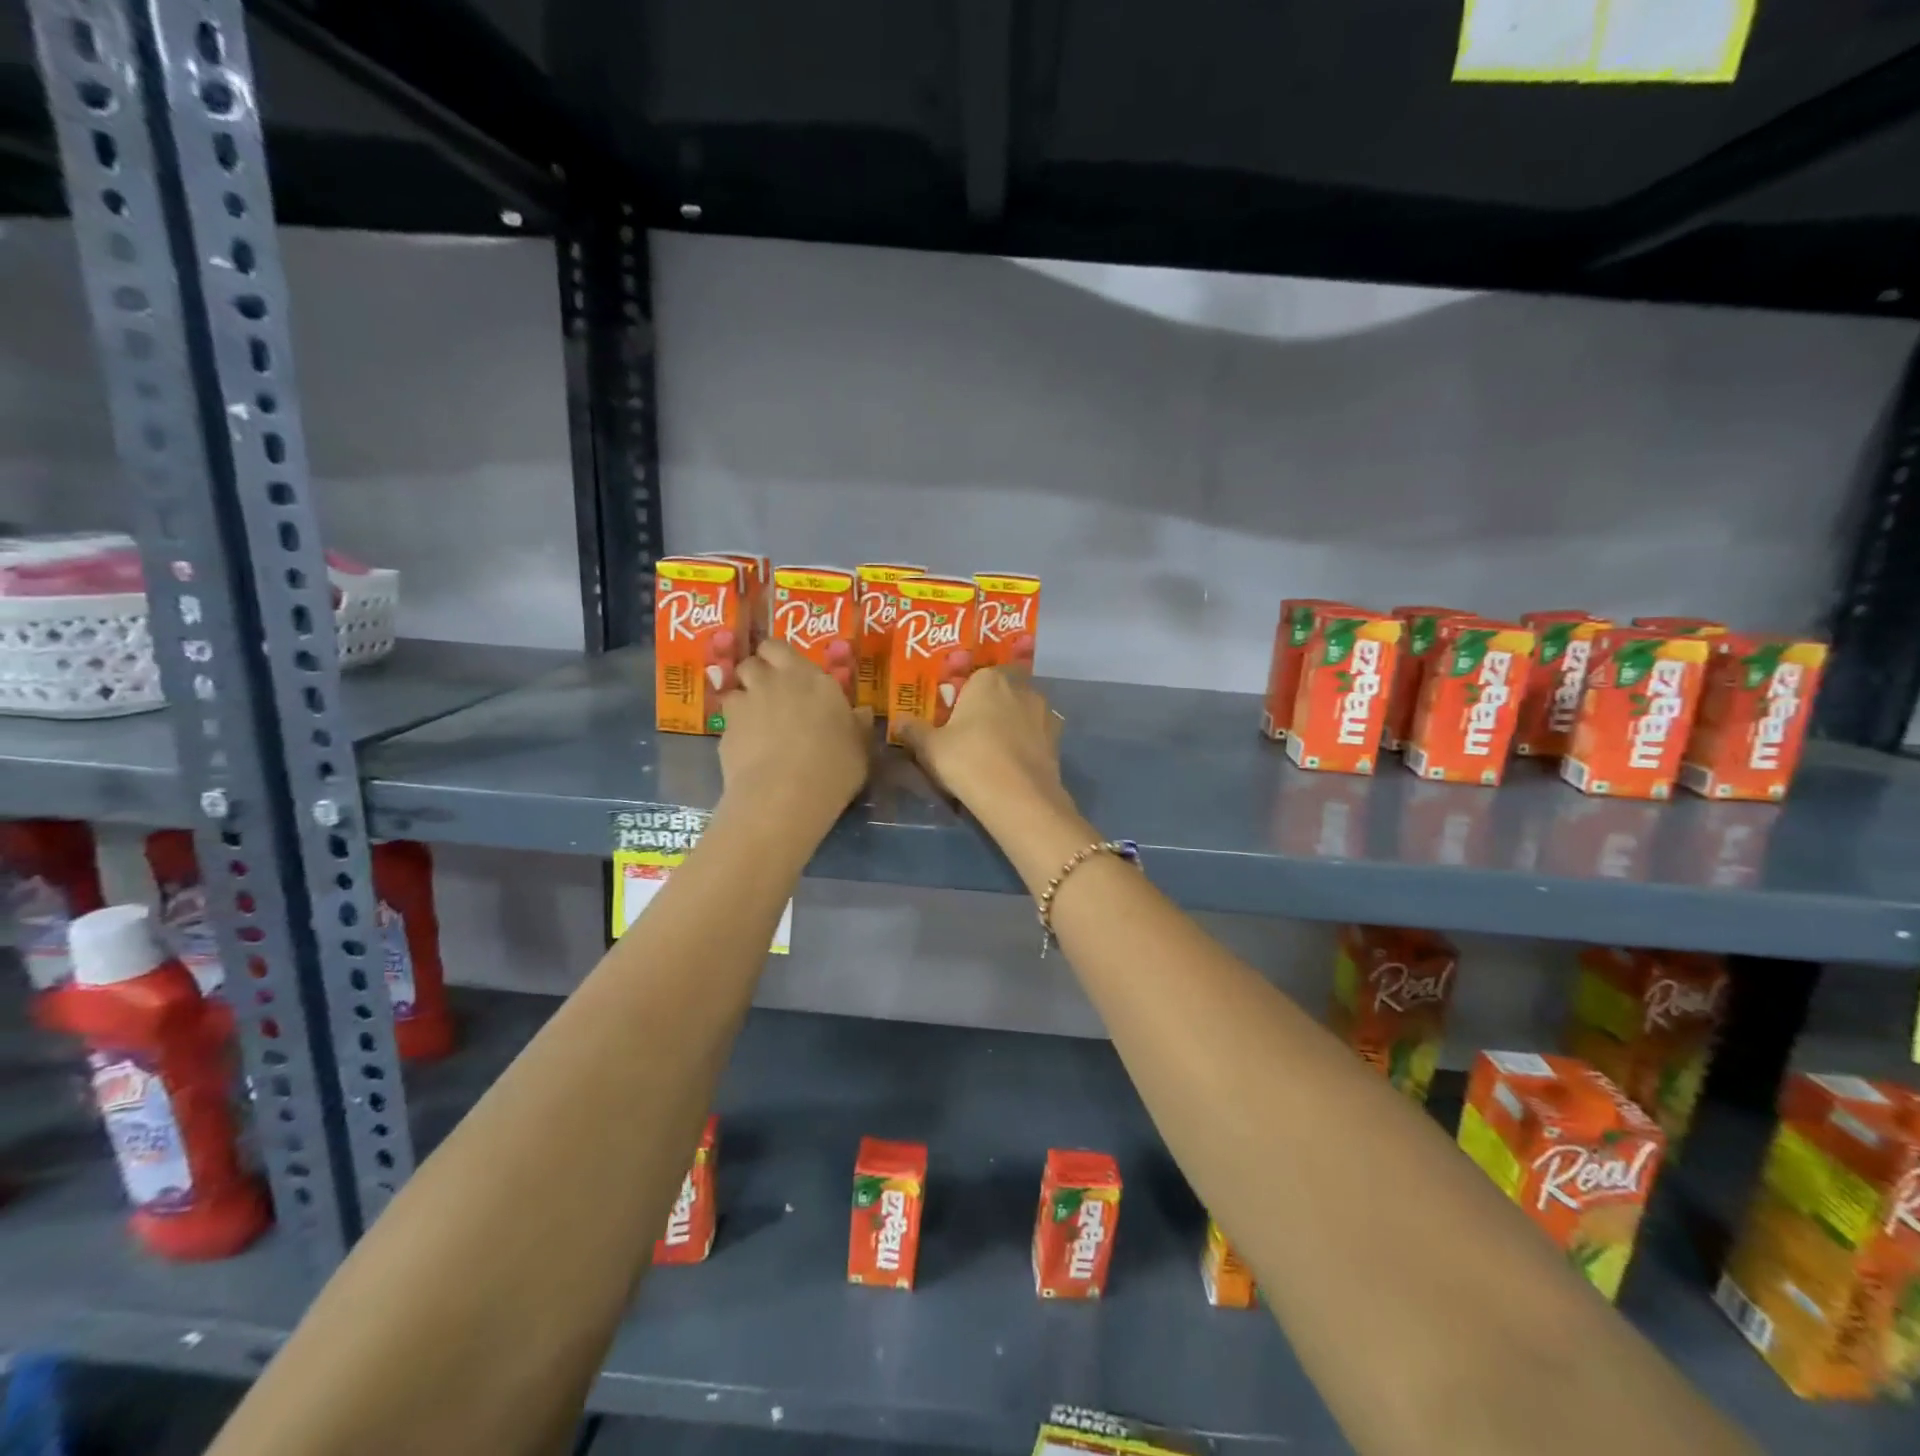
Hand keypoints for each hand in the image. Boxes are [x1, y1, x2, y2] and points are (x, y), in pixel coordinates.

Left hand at [718, 640, 871, 826]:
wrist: (784, 795)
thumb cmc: (834, 766)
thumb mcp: (859, 747)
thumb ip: (856, 725)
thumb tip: (861, 712)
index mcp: (809, 678)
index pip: (780, 648)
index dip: (778, 657)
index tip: (787, 672)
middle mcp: (773, 682)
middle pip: (752, 662)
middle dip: (757, 672)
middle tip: (770, 693)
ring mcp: (745, 706)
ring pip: (734, 690)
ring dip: (743, 701)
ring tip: (756, 724)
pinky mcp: (725, 732)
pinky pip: (728, 722)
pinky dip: (735, 731)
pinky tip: (747, 750)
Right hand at [894, 668, 1070, 828]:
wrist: (1019, 798)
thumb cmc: (968, 761)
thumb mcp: (930, 748)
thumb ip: (913, 730)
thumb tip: (898, 721)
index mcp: (988, 679)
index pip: (973, 677)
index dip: (962, 696)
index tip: (953, 717)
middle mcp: (1021, 687)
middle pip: (1000, 691)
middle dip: (989, 707)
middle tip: (971, 733)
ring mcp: (1044, 712)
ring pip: (1021, 712)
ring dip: (1010, 724)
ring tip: (994, 751)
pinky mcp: (1057, 739)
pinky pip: (1035, 734)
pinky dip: (1026, 743)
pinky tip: (1013, 764)